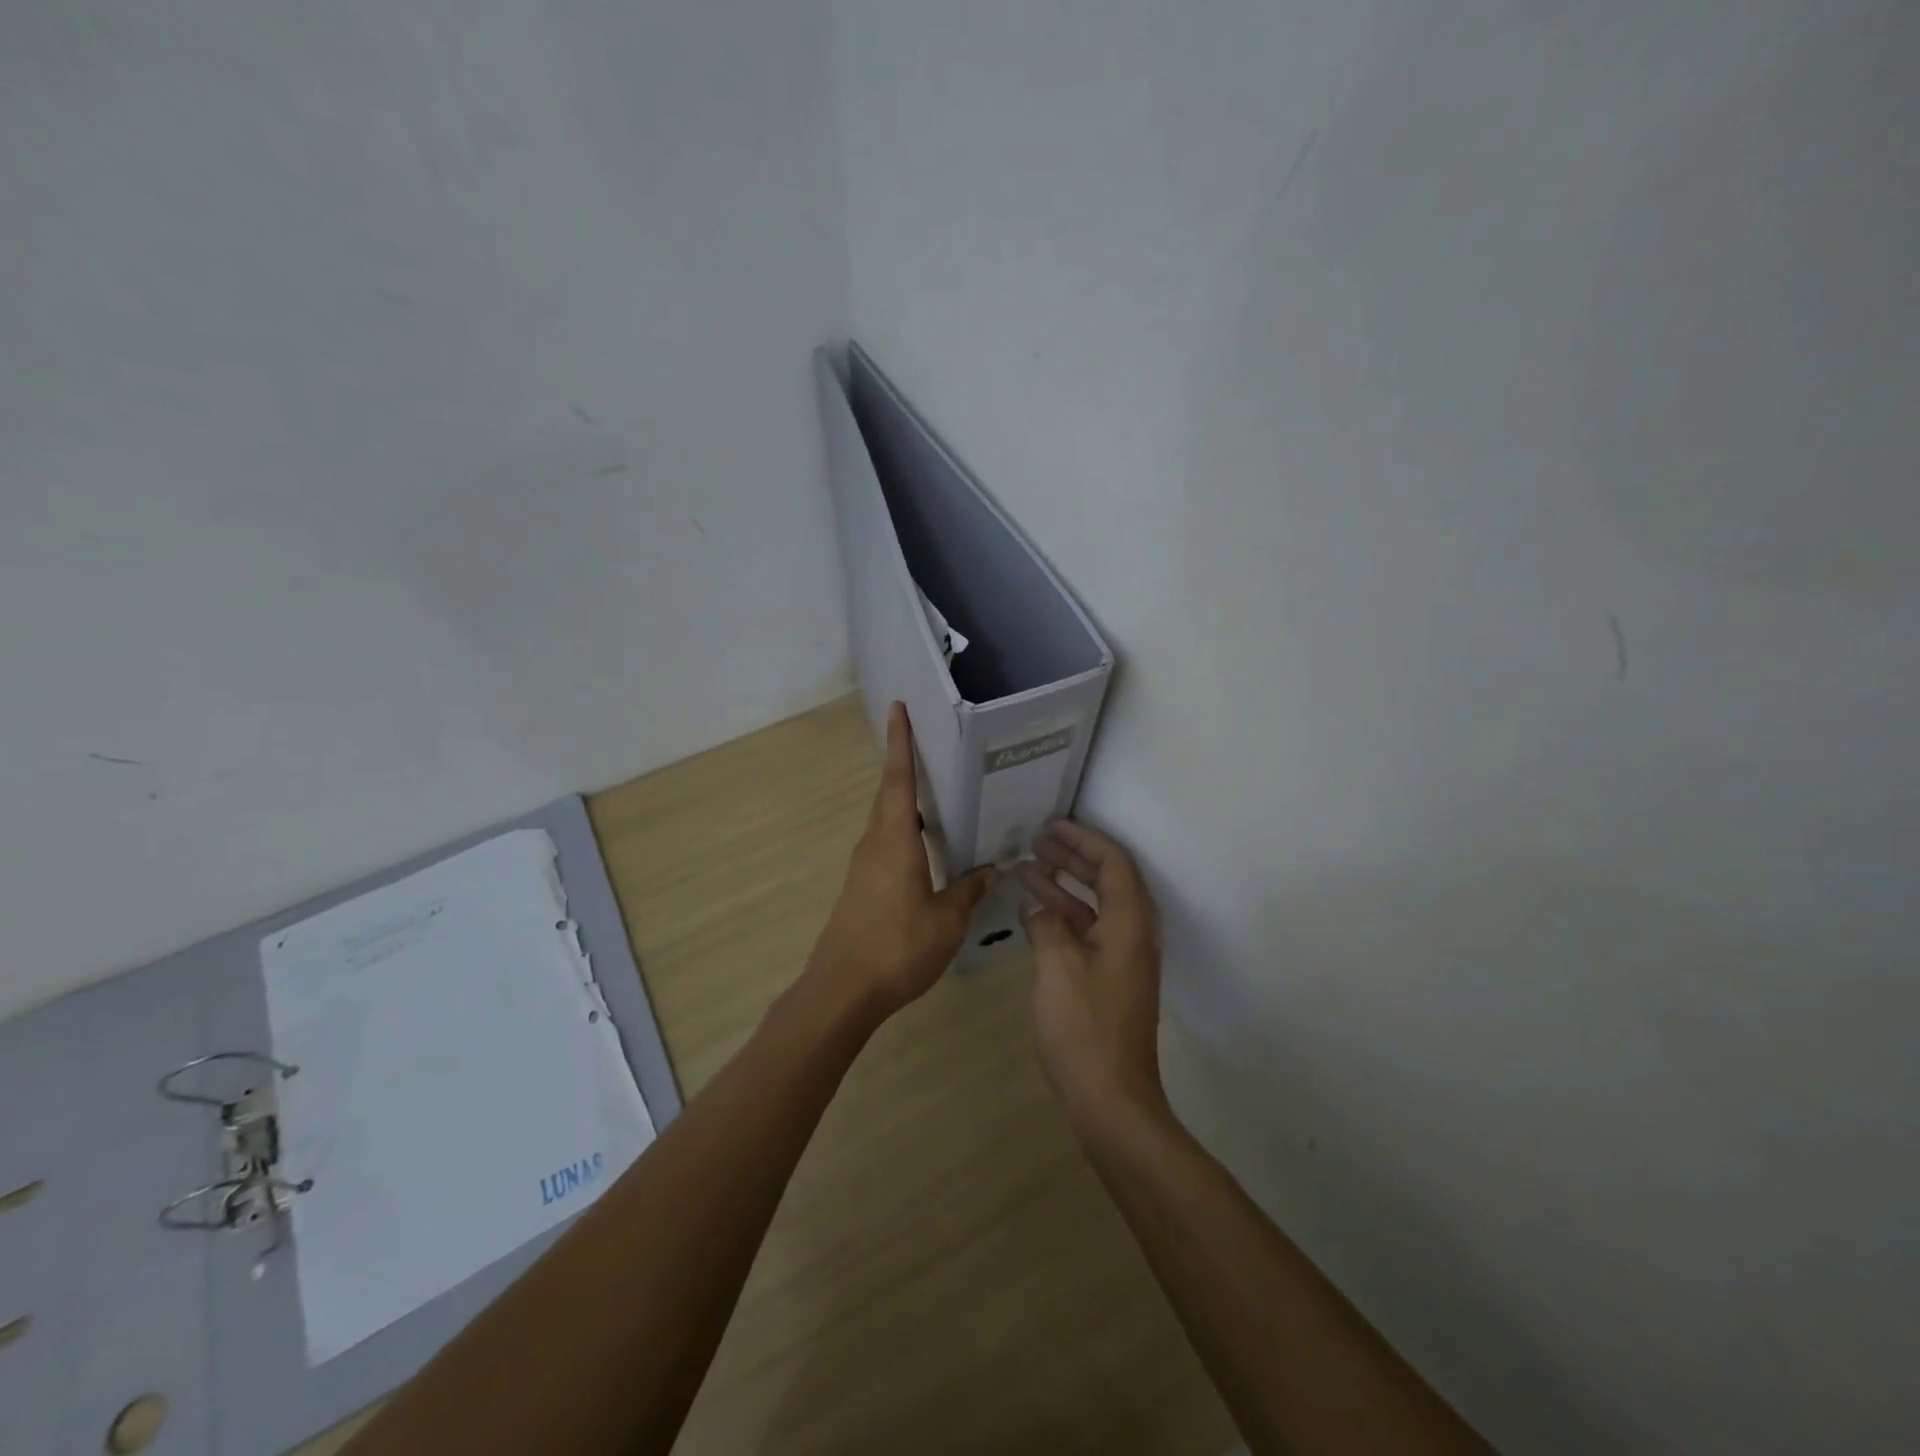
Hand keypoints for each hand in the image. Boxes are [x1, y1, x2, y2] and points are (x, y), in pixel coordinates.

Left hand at [809, 702, 995, 1018]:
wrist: (842, 990)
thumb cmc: (897, 948)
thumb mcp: (946, 921)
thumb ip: (969, 890)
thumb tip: (991, 867)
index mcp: (895, 841)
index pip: (899, 781)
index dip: (901, 744)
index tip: (898, 709)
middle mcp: (874, 844)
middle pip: (889, 795)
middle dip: (904, 766)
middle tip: (928, 745)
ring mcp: (863, 866)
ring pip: (886, 820)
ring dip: (904, 801)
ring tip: (935, 793)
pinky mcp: (860, 886)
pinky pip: (884, 843)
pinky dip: (903, 830)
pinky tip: (925, 846)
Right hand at [1018, 821, 1170, 1141]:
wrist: (1112, 1101)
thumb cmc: (1085, 1028)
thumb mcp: (1057, 967)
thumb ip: (1047, 926)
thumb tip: (1037, 909)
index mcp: (1129, 923)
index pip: (1114, 862)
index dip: (1083, 839)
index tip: (1051, 826)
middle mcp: (1133, 934)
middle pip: (1107, 880)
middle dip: (1072, 857)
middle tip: (1036, 840)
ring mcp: (1123, 959)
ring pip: (1094, 907)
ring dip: (1063, 886)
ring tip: (1025, 869)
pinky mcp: (1111, 980)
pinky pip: (1088, 932)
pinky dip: (1063, 917)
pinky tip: (1033, 915)